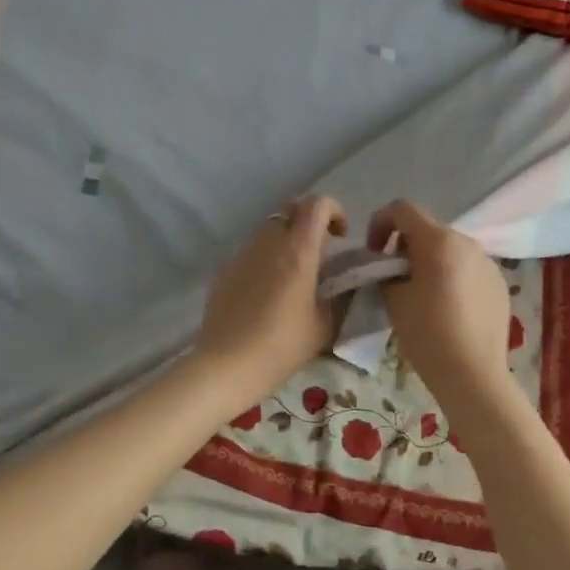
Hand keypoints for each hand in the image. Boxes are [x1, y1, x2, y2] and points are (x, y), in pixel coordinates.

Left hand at [194, 194, 346, 402]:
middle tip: (319, 253)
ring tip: (293, 276)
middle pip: (290, 210)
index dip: (333, 210)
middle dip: (308, 222)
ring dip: (285, 241)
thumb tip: (346, 284)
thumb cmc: (281, 347)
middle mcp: (268, 243)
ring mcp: (242, 254)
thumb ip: (339, 297)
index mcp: (297, 252)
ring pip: (268, 230)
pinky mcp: (224, 270)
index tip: (340, 236)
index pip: (316, 204)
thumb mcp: (323, 327)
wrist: (225, 366)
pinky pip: (250, 253)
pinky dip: (265, 260)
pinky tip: (266, 294)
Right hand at [367, 200, 511, 398]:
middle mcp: (467, 242)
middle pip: (428, 229)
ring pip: (449, 250)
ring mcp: (488, 263)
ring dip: (429, 261)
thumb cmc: (427, 333)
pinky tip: (446, 310)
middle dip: (405, 246)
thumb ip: (387, 272)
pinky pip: (467, 269)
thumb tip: (392, 268)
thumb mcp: (393, 299)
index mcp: (438, 241)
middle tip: (393, 276)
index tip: (374, 252)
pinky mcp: (499, 284)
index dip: (380, 223)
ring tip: (420, 294)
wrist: (472, 374)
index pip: (402, 209)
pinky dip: (451, 277)